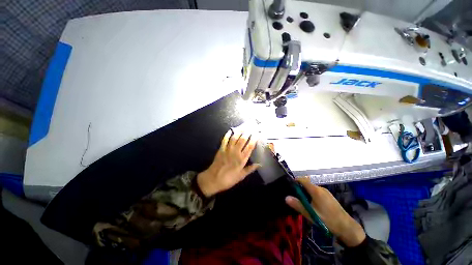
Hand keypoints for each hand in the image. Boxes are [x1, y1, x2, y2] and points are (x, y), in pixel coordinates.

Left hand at [197, 130, 259, 196]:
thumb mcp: (241, 176)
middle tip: (252, 127)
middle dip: (248, 132)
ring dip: (239, 131)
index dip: (254, 139)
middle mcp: (236, 152)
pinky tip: (231, 130)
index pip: (250, 146)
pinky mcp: (221, 149)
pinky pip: (225, 139)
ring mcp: (228, 149)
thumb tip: (260, 164)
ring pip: (235, 138)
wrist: (213, 179)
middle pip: (243, 139)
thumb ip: (250, 169)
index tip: (258, 133)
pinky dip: (228, 134)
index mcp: (242, 159)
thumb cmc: (229, 179)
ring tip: (244, 126)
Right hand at [285, 178, 365, 246]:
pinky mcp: (329, 196)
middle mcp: (320, 188)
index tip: (290, 187)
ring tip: (304, 203)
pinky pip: (317, 192)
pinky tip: (313, 205)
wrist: (347, 227)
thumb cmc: (327, 220)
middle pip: (307, 184)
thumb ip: (298, 205)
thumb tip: (286, 198)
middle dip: (300, 189)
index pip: (303, 180)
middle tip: (296, 198)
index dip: (295, 181)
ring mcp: (326, 192)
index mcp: (316, 190)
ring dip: (306, 193)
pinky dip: (311, 195)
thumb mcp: (310, 213)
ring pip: (312, 188)